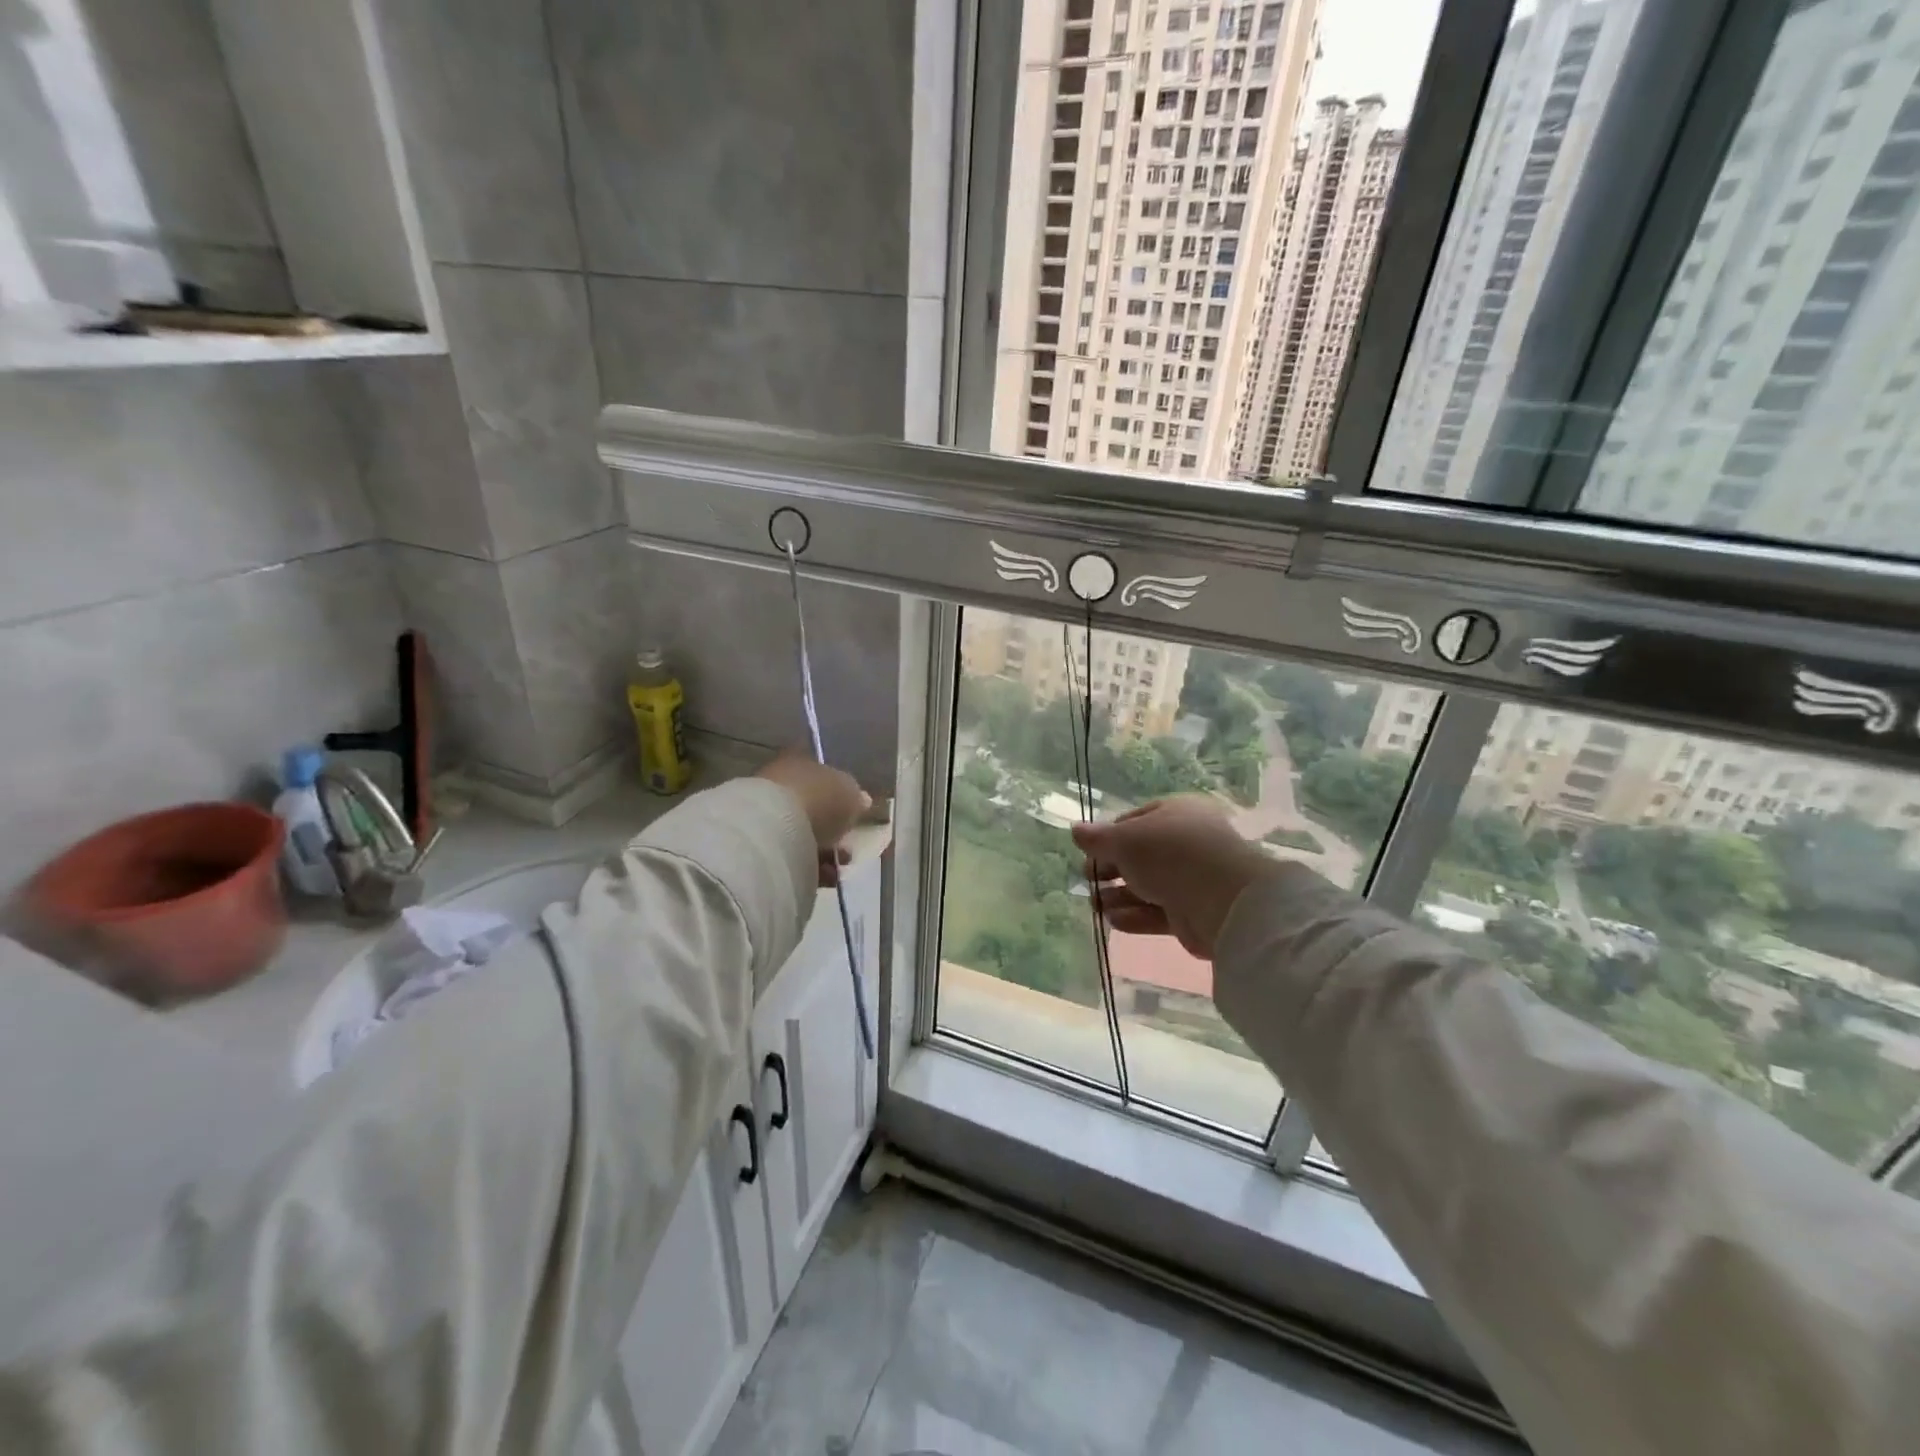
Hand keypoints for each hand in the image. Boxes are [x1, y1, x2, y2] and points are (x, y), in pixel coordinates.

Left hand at [756, 751, 870, 885]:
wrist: (773, 829)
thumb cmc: (817, 799)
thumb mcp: (849, 792)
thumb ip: (855, 796)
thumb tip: (861, 800)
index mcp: (799, 760)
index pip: (822, 774)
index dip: (840, 794)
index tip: (855, 813)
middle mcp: (778, 782)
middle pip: (810, 805)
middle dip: (831, 827)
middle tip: (847, 845)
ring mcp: (764, 813)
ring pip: (800, 832)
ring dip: (821, 849)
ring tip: (837, 866)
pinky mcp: (757, 844)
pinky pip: (790, 854)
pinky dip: (807, 864)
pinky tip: (823, 875)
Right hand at [1072, 796, 1272, 959]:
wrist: (1221, 899)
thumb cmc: (1169, 853)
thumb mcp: (1125, 839)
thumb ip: (1097, 838)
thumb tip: (1076, 830)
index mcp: (1175, 813)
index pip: (1135, 821)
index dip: (1109, 836)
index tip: (1088, 852)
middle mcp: (1186, 843)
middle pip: (1140, 856)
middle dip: (1110, 869)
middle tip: (1088, 880)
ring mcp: (1192, 879)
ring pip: (1147, 886)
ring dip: (1118, 896)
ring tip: (1096, 905)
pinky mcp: (1194, 913)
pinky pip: (1158, 912)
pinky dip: (1135, 916)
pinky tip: (1114, 921)